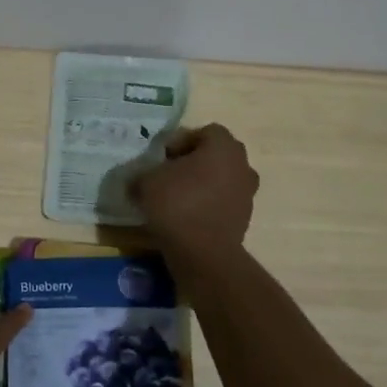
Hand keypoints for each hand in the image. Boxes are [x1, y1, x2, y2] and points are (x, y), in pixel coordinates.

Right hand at [132, 123, 259, 251]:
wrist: (203, 253)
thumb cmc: (177, 204)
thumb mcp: (146, 182)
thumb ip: (143, 174)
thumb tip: (139, 180)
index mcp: (223, 147)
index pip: (204, 132)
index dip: (181, 141)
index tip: (162, 158)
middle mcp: (242, 165)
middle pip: (216, 155)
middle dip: (193, 162)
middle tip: (168, 174)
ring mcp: (247, 193)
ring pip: (221, 179)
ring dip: (202, 185)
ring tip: (175, 198)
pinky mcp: (244, 219)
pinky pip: (222, 202)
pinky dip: (207, 205)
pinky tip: (185, 217)